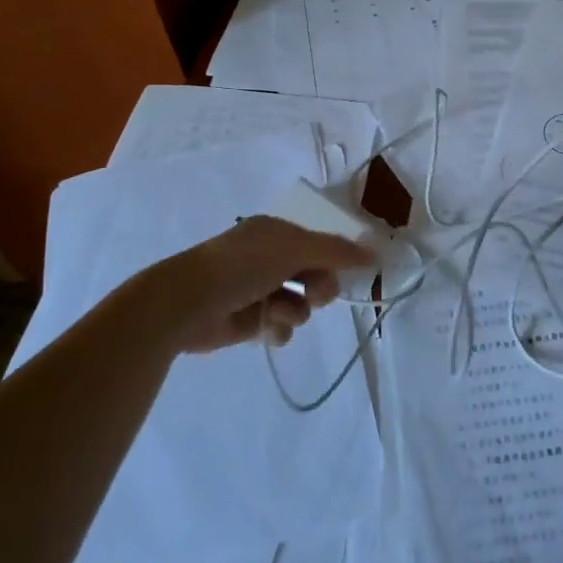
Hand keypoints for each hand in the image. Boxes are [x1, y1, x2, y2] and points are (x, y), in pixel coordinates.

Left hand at [134, 215, 374, 354]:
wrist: (187, 303)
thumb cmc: (241, 266)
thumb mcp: (293, 249)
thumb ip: (336, 251)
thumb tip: (375, 252)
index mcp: (276, 233)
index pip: (320, 243)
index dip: (338, 257)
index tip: (356, 271)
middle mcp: (269, 259)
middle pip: (315, 275)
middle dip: (320, 287)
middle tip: (315, 294)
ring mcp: (260, 290)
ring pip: (301, 304)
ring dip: (297, 310)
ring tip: (278, 311)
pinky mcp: (250, 322)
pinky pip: (282, 326)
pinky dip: (279, 328)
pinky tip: (268, 329)